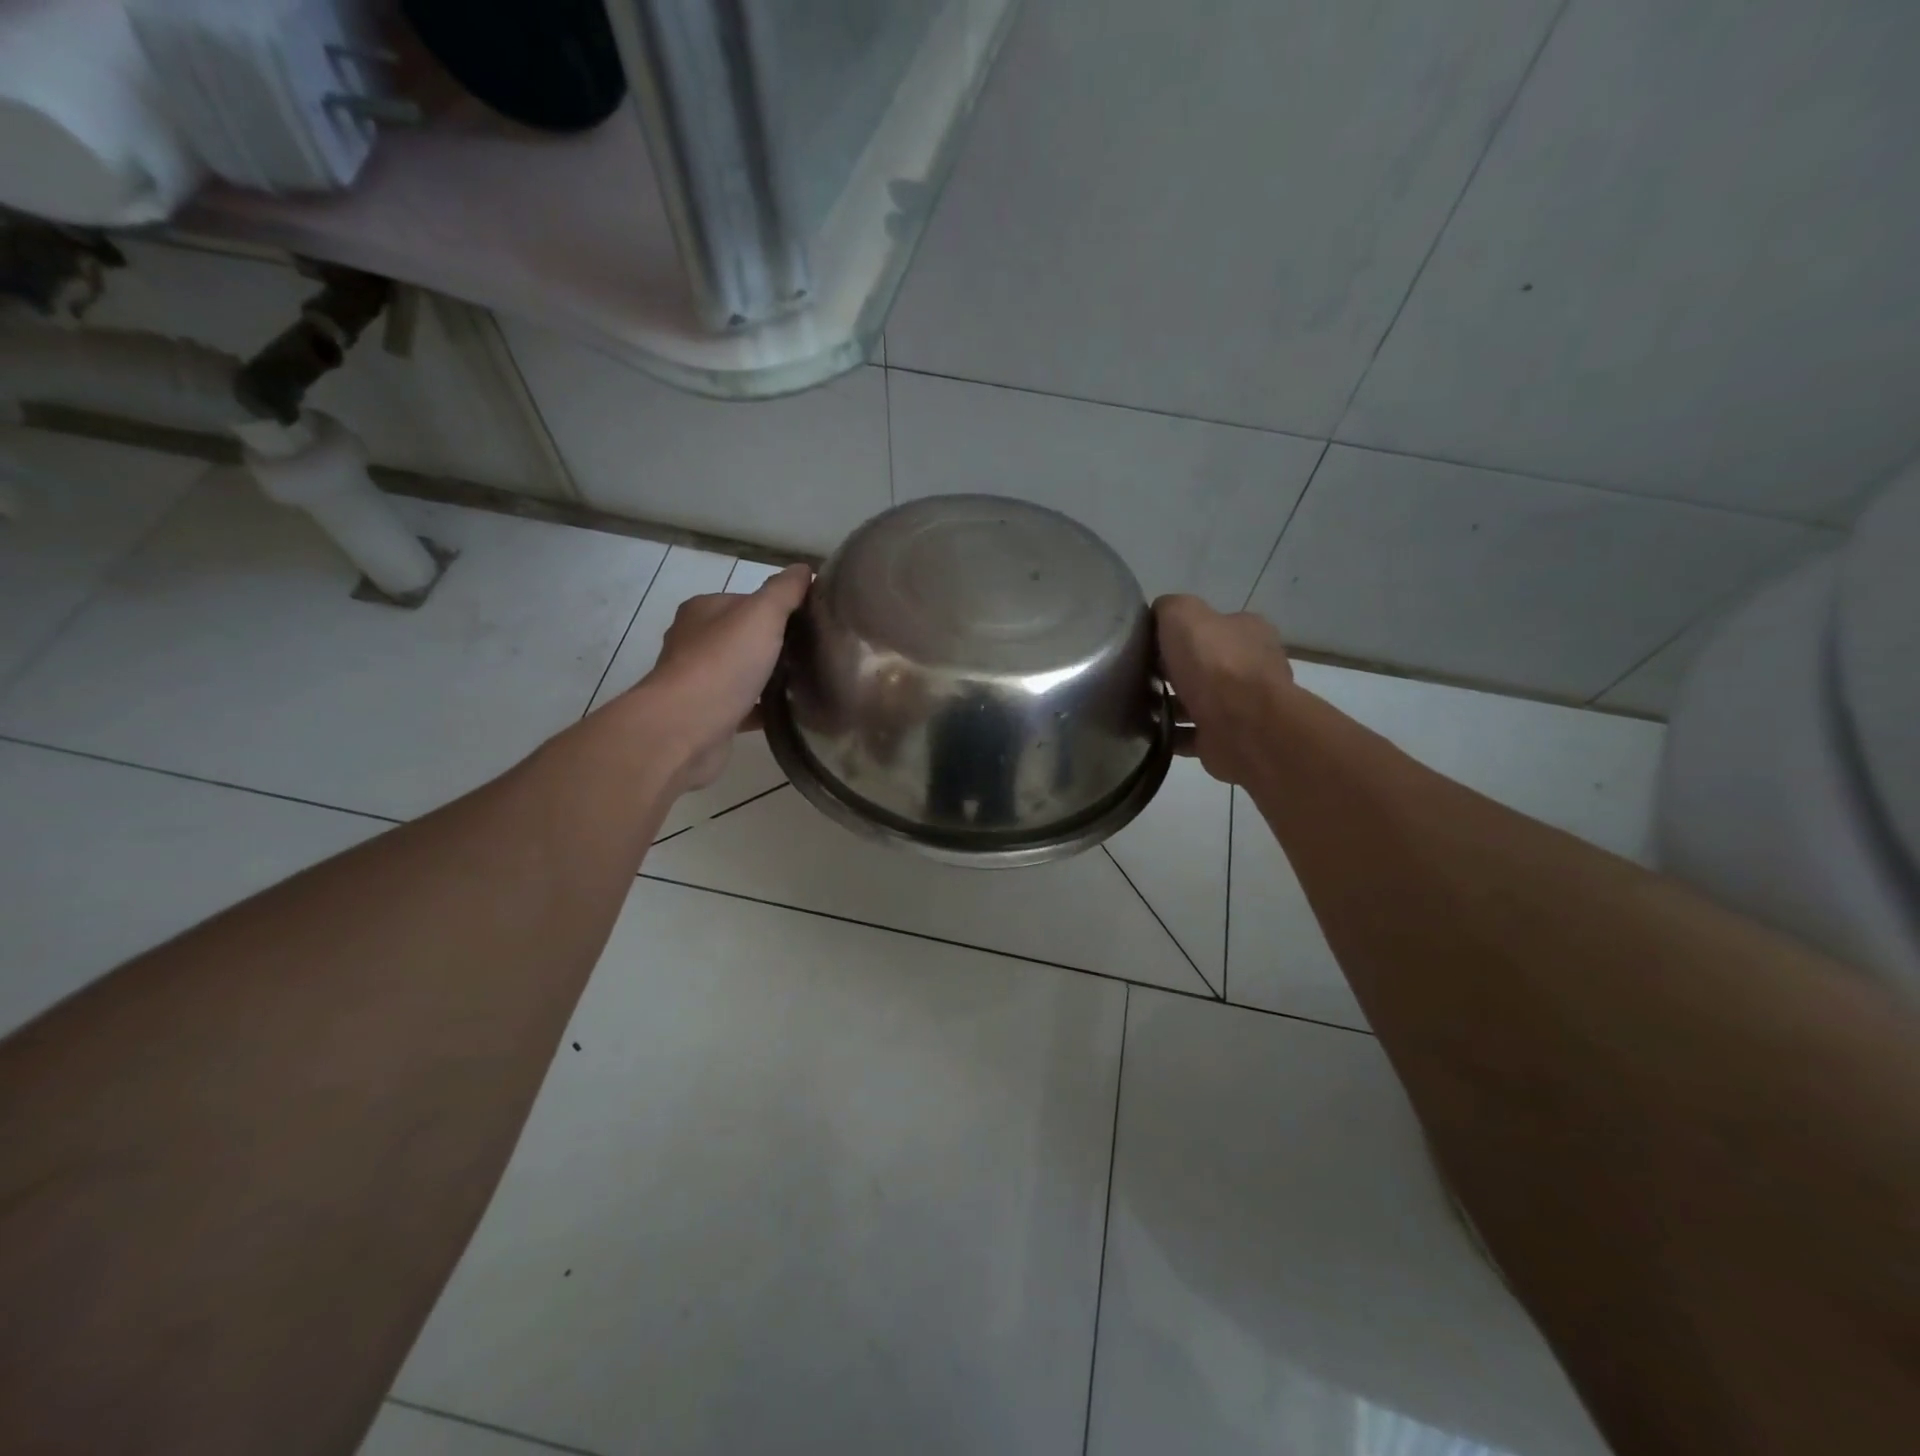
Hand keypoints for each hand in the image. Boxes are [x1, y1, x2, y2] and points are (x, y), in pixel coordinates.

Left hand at [638, 564, 810, 789]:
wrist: (685, 729)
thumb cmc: (722, 664)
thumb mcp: (761, 615)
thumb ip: (783, 591)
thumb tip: (803, 568)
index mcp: (703, 611)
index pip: (748, 601)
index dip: (780, 609)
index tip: (813, 623)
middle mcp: (695, 642)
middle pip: (745, 637)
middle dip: (777, 644)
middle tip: (815, 653)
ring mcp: (699, 682)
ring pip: (743, 672)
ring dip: (770, 677)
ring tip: (809, 681)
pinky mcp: (708, 716)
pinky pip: (744, 706)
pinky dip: (764, 708)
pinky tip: (790, 712)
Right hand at [1154, 594, 1293, 785]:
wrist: (1243, 726)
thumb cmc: (1215, 663)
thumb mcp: (1183, 614)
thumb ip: (1169, 608)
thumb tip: (1157, 616)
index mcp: (1247, 632)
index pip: (1210, 626)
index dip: (1178, 633)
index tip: (1147, 644)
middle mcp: (1249, 667)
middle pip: (1202, 665)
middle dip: (1171, 671)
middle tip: (1136, 676)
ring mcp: (1240, 707)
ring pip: (1196, 702)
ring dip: (1168, 706)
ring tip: (1133, 707)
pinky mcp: (1226, 739)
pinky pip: (1189, 735)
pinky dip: (1169, 735)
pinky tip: (1144, 733)